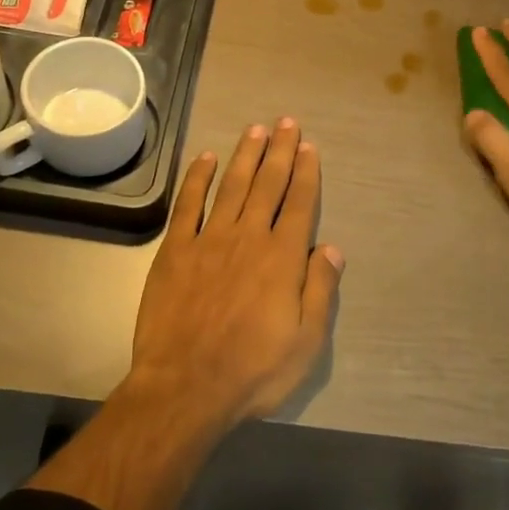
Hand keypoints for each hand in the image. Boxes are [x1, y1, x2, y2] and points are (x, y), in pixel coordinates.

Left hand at [129, 118, 343, 425]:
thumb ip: (320, 290)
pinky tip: (206, 159)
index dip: (306, 173)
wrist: (184, 387)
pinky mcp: (176, 250)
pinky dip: (198, 178)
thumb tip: (332, 248)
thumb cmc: (253, 370)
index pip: (299, 204)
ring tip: (256, 129)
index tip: (309, 146)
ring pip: (232, 186)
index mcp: (282, 258)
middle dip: (280, 151)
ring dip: (245, 155)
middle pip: (267, 185)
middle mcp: (248, 237)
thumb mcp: (306, 343)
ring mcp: (209, 240)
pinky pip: (189, 205)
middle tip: (286, 122)